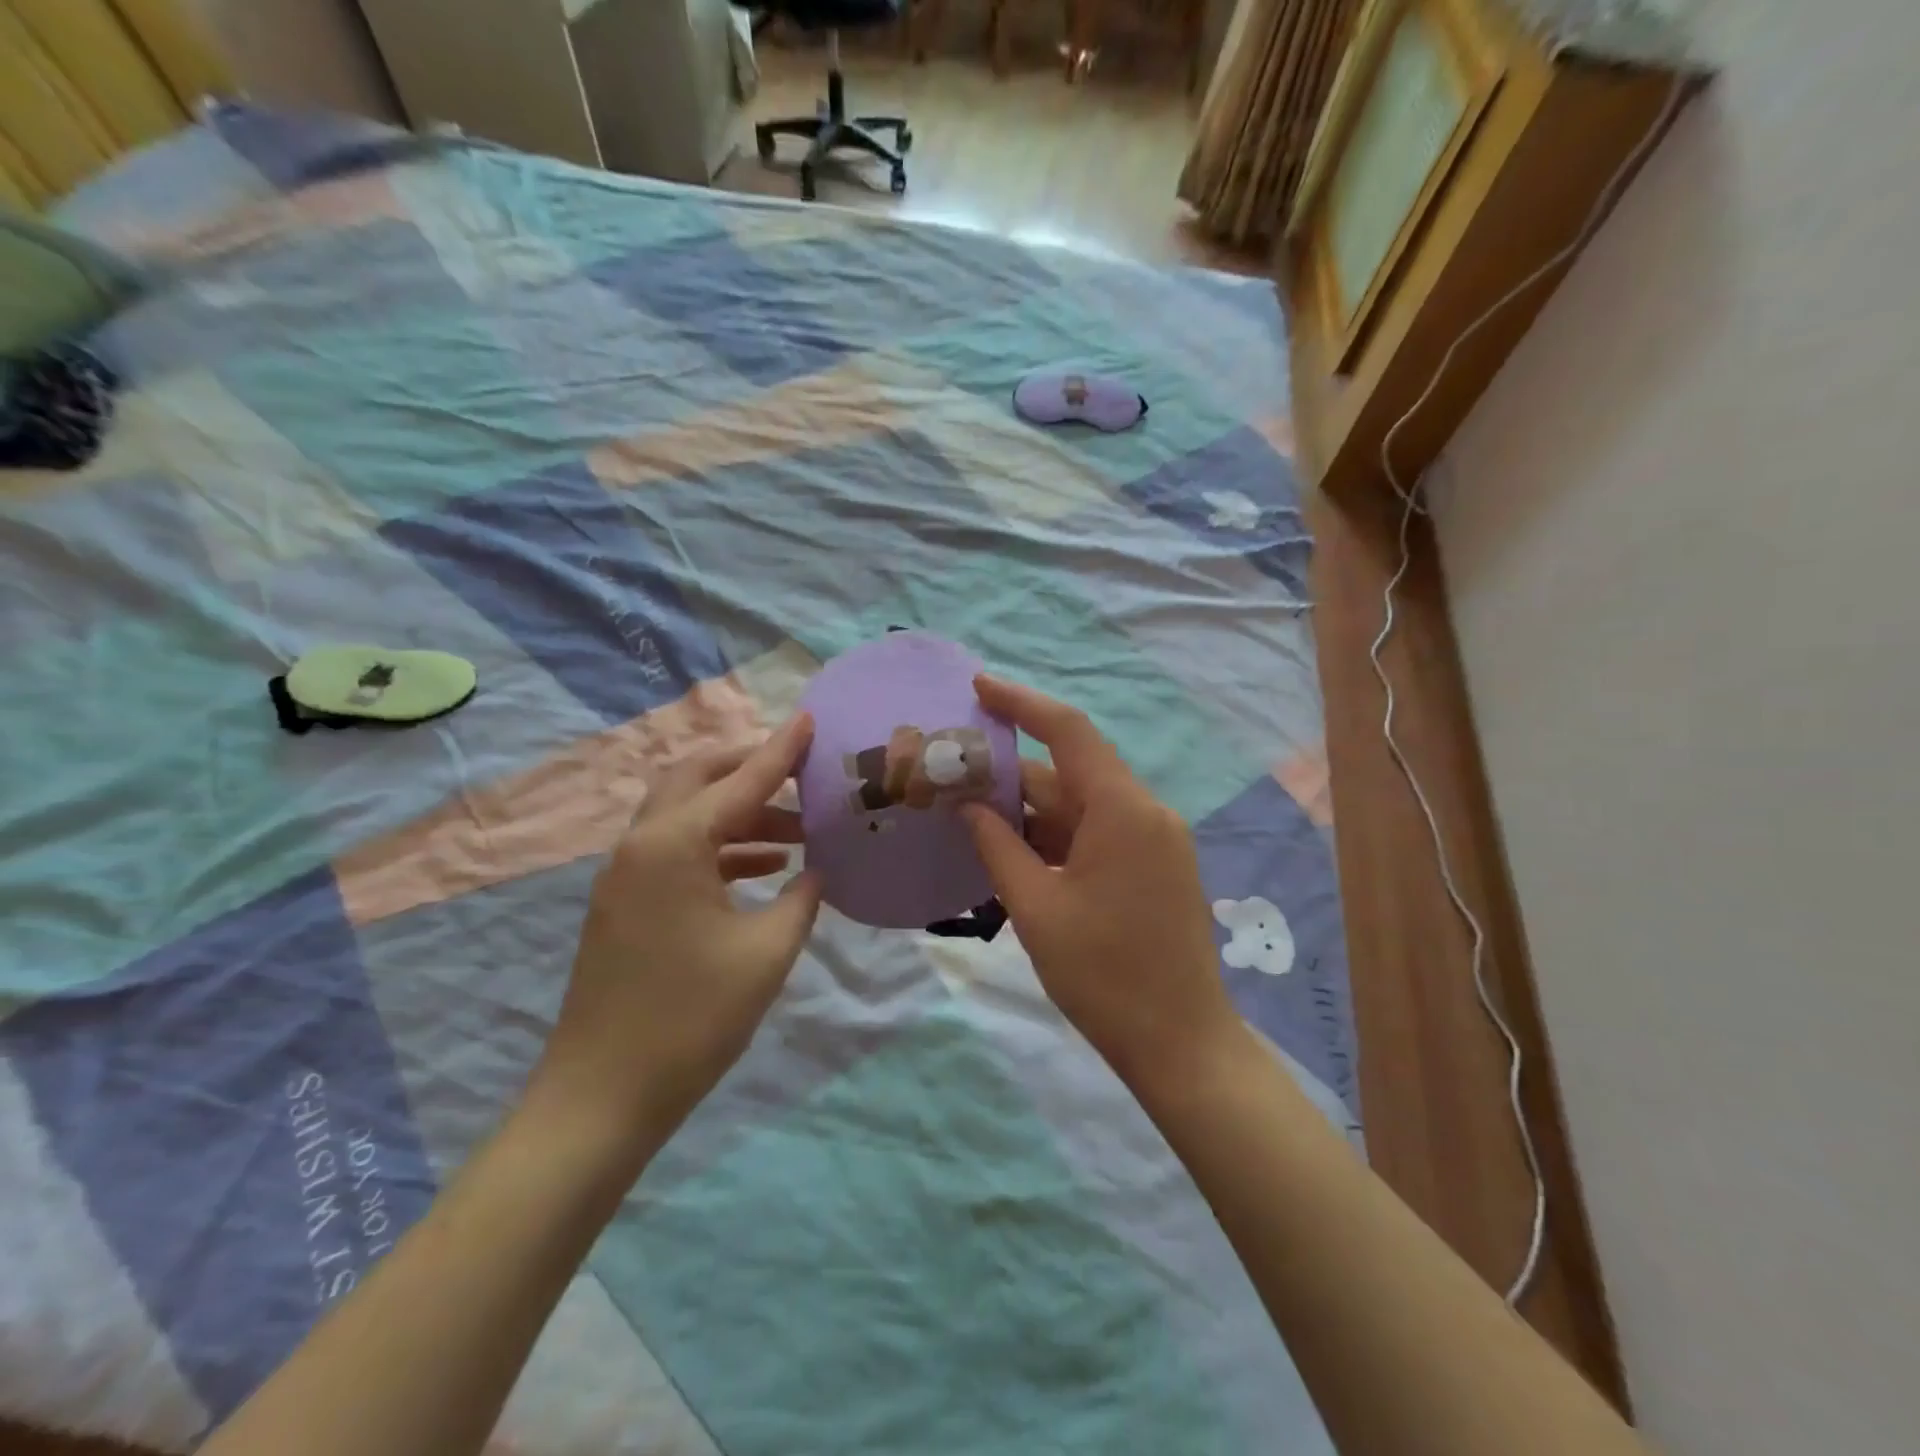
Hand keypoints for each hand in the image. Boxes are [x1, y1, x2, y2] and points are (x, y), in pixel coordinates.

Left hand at [530, 714, 823, 1149]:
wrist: (601, 1097)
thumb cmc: (692, 1020)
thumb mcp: (766, 953)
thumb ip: (800, 899)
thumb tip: (816, 871)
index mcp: (675, 845)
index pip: (741, 781)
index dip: (781, 750)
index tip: (811, 719)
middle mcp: (643, 845)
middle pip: (697, 778)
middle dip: (749, 767)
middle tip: (800, 770)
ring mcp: (627, 875)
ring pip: (687, 815)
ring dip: (739, 812)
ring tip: (797, 830)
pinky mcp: (626, 903)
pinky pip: (678, 851)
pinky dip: (720, 847)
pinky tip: (763, 868)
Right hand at [961, 677, 1242, 1090]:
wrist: (1180, 1043)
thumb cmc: (1103, 976)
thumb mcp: (1036, 907)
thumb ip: (998, 846)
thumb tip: (968, 806)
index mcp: (1122, 810)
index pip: (1068, 731)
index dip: (1021, 703)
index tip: (978, 687)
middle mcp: (1144, 811)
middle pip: (1070, 773)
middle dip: (1011, 775)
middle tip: (952, 777)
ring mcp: (1153, 839)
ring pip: (1081, 806)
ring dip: (1030, 811)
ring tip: (969, 817)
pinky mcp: (1153, 865)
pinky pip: (1097, 833)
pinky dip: (1055, 836)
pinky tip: (1012, 851)